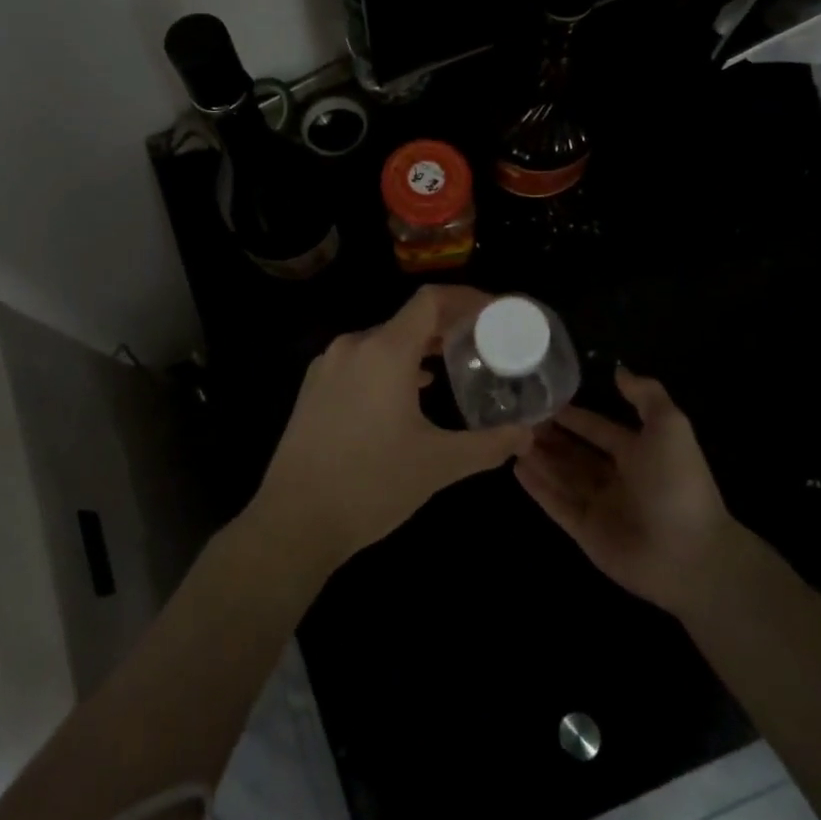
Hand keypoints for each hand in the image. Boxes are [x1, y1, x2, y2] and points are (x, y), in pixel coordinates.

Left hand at [249, 286, 535, 569]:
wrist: (293, 520)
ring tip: (453, 365)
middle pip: (409, 319)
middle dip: (448, 326)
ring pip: (384, 340)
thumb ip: (488, 445)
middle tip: (483, 343)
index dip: (467, 299)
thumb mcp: (438, 465)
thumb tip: (527, 435)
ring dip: (419, 347)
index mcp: (385, 351)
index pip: (431, 300)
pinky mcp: (314, 386)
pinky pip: (362, 359)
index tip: (495, 313)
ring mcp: (329, 365)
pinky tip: (410, 390)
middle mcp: (354, 346)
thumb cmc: (371, 485)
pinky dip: (392, 364)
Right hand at [515, 368, 738, 615]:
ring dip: (540, 458)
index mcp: (639, 454)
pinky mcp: (586, 532)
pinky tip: (516, 468)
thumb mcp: (670, 427)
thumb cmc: (677, 485)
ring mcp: (601, 507)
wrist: (689, 556)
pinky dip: (538, 487)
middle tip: (518, 418)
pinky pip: (557, 504)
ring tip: (510, 438)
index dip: (574, 416)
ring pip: (563, 476)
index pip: (599, 429)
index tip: (544, 399)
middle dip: (551, 436)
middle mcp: (618, 478)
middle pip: (576, 453)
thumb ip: (646, 395)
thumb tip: (619, 370)